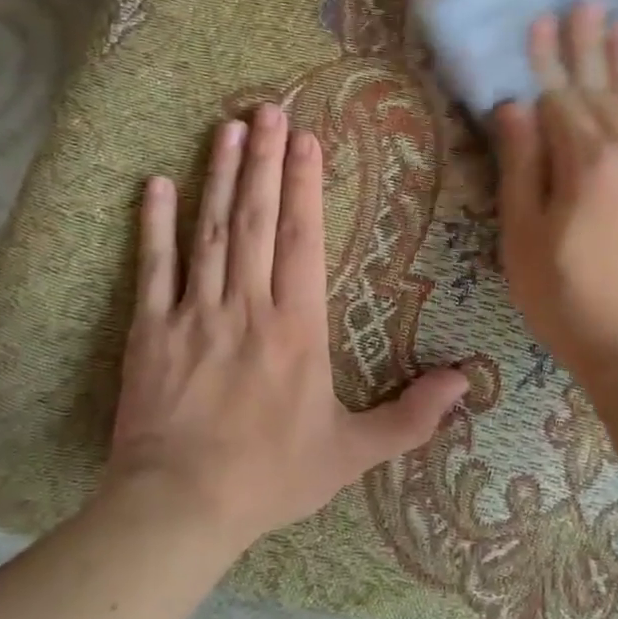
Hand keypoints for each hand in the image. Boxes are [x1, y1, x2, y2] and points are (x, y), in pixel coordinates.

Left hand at [107, 104, 469, 545]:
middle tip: (267, 109)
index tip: (305, 140)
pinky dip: (154, 224)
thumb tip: (466, 383)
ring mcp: (195, 313)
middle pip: (256, 218)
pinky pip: (153, 268)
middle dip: (263, 160)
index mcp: (297, 326)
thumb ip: (411, 417)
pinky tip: (157, 184)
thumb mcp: (352, 453)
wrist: (179, 509)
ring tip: (228, 128)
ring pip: (211, 230)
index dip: (303, 185)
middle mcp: (248, 305)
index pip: (302, 238)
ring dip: (219, 176)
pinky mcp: (151, 330)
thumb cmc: (271, 476)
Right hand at [494, 4, 617, 387]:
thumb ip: (522, 167)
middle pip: (603, 89)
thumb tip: (514, 106)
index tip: (542, 19)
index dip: (548, 59)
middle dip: (591, 45)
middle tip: (587, 2)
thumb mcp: (525, 238)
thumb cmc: (569, 300)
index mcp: (584, 163)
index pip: (560, 97)